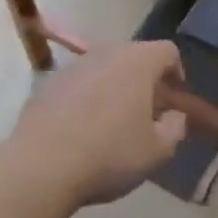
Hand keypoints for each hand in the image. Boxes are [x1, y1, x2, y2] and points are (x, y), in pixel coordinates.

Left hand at [9, 41, 187, 206]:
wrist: (41, 165)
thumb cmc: (109, 154)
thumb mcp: (156, 152)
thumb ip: (175, 128)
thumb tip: (174, 115)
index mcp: (139, 62)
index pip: (168, 51)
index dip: (176, 72)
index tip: (174, 98)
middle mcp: (108, 52)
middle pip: (135, 56)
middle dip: (144, 79)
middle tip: (145, 111)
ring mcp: (75, 64)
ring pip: (104, 68)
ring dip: (113, 87)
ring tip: (111, 121)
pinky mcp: (49, 81)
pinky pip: (78, 83)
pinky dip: (85, 97)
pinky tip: (80, 129)